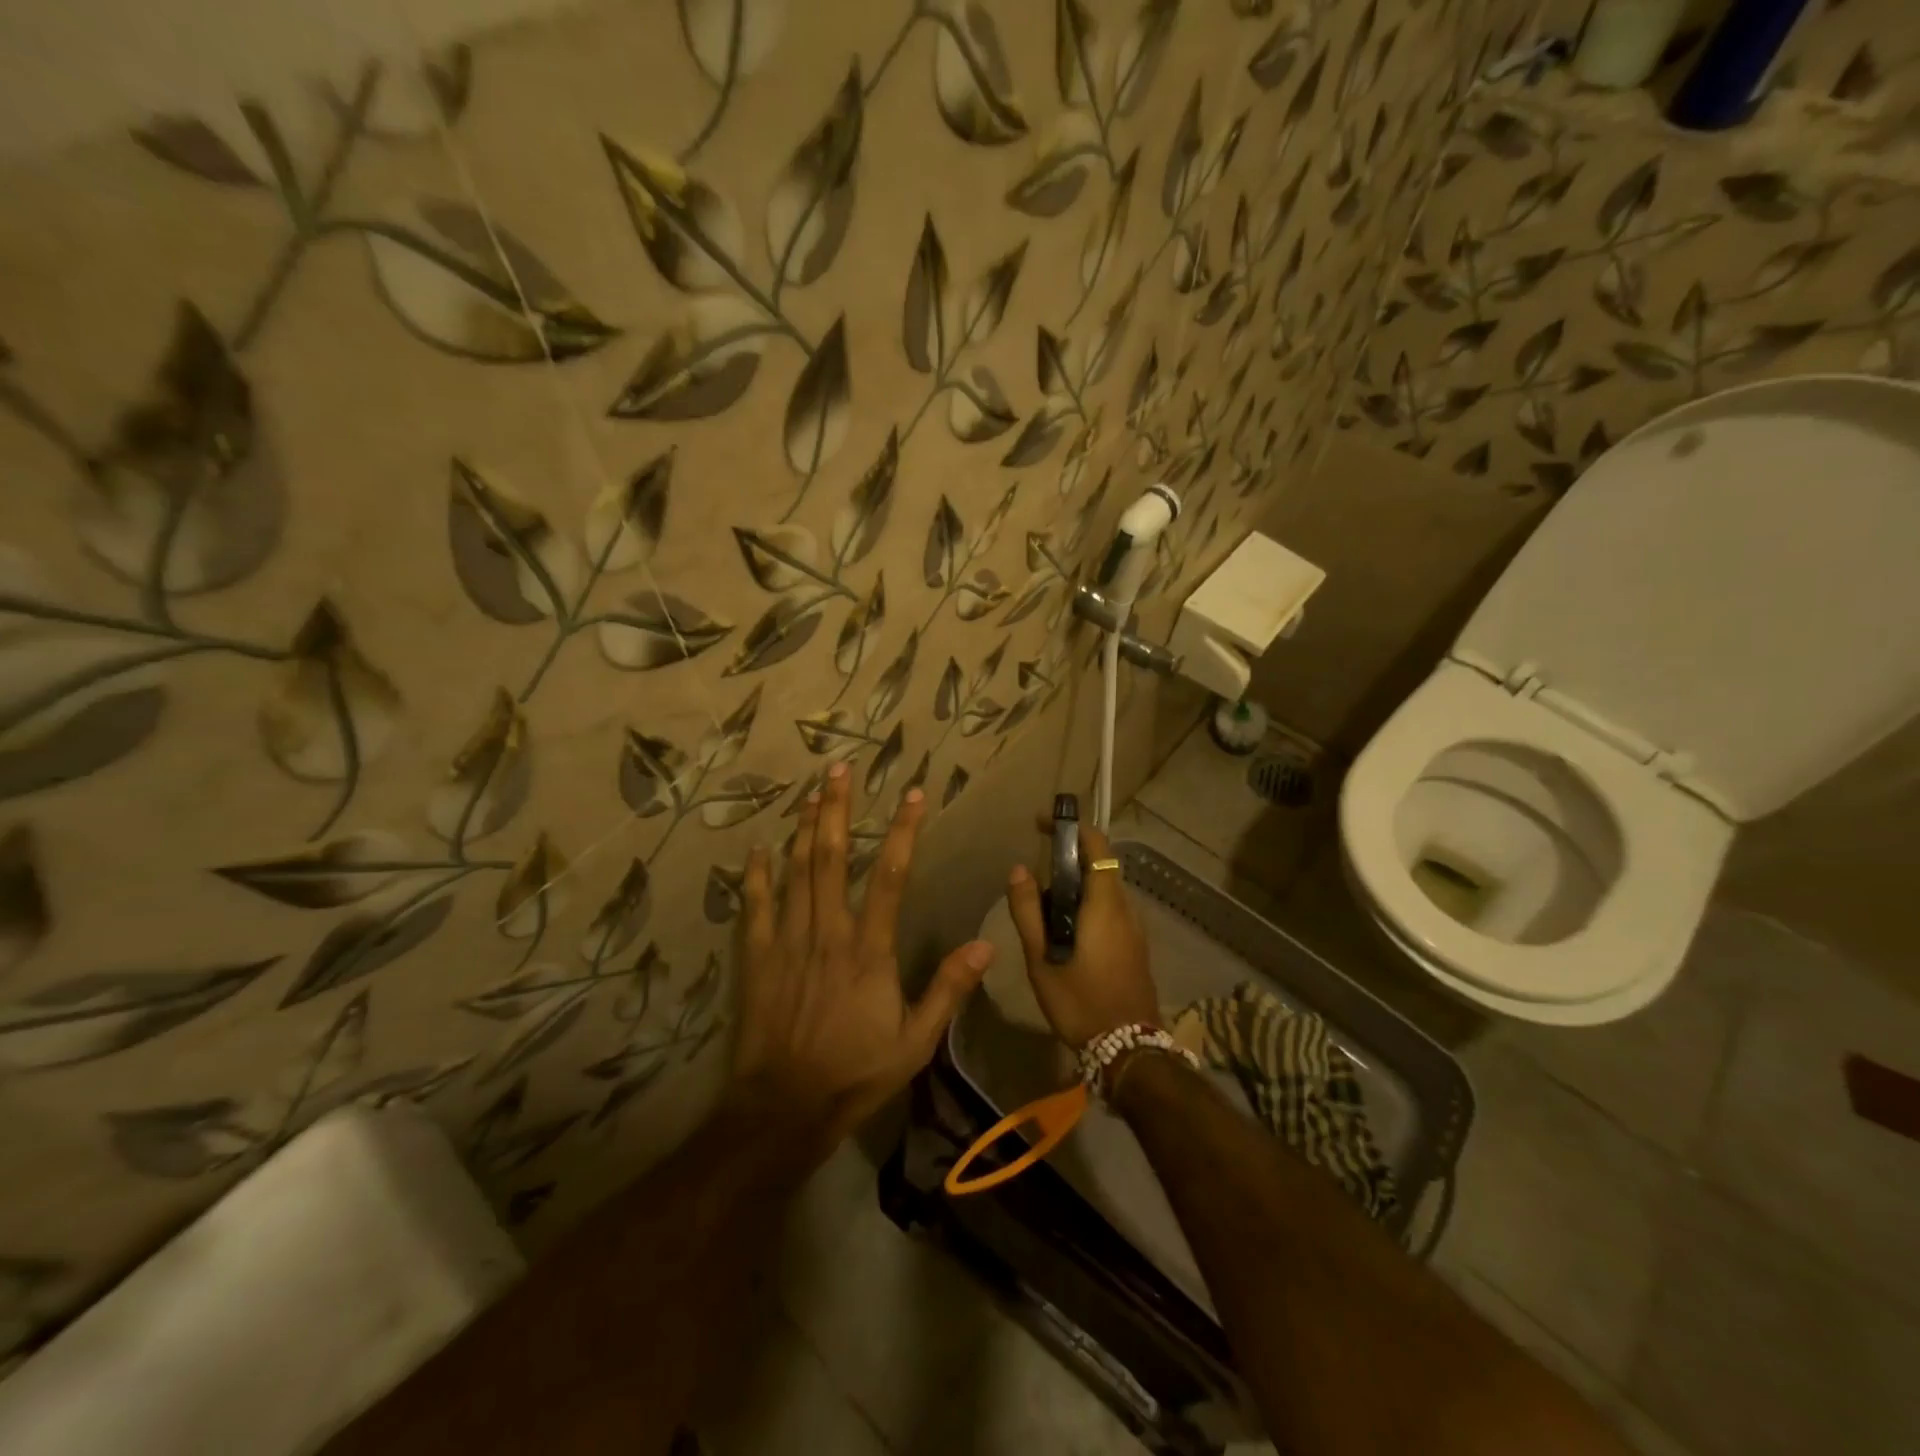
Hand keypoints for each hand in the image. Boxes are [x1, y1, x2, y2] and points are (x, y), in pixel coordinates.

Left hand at [732, 762, 994, 1154]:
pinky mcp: (757, 958)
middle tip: (838, 769)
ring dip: (802, 828)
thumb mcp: (916, 1042)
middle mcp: (828, 932)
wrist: (783, 1108)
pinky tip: (758, 849)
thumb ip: (948, 990)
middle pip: (830, 857)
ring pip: (794, 872)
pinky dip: (756, 875)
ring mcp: (787, 942)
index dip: (903, 831)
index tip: (913, 795)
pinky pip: (755, 907)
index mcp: (869, 950)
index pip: (889, 876)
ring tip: (809, 791)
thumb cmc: (855, 1073)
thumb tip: (986, 945)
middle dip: (835, 809)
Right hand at [1005, 818, 1158, 1047]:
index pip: (1096, 845)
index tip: (1041, 824)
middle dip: (1068, 857)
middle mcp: (1126, 908)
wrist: (1129, 1050)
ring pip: (1105, 888)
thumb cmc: (1080, 1002)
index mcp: (1105, 904)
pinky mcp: (1136, 945)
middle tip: (1033, 872)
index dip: (1071, 827)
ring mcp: (1135, 928)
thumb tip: (1020, 870)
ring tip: (1042, 904)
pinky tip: (1065, 931)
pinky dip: (1087, 904)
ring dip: (1076, 884)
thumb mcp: (1042, 959)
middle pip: (1100, 865)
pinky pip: (1110, 909)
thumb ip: (1028, 911)